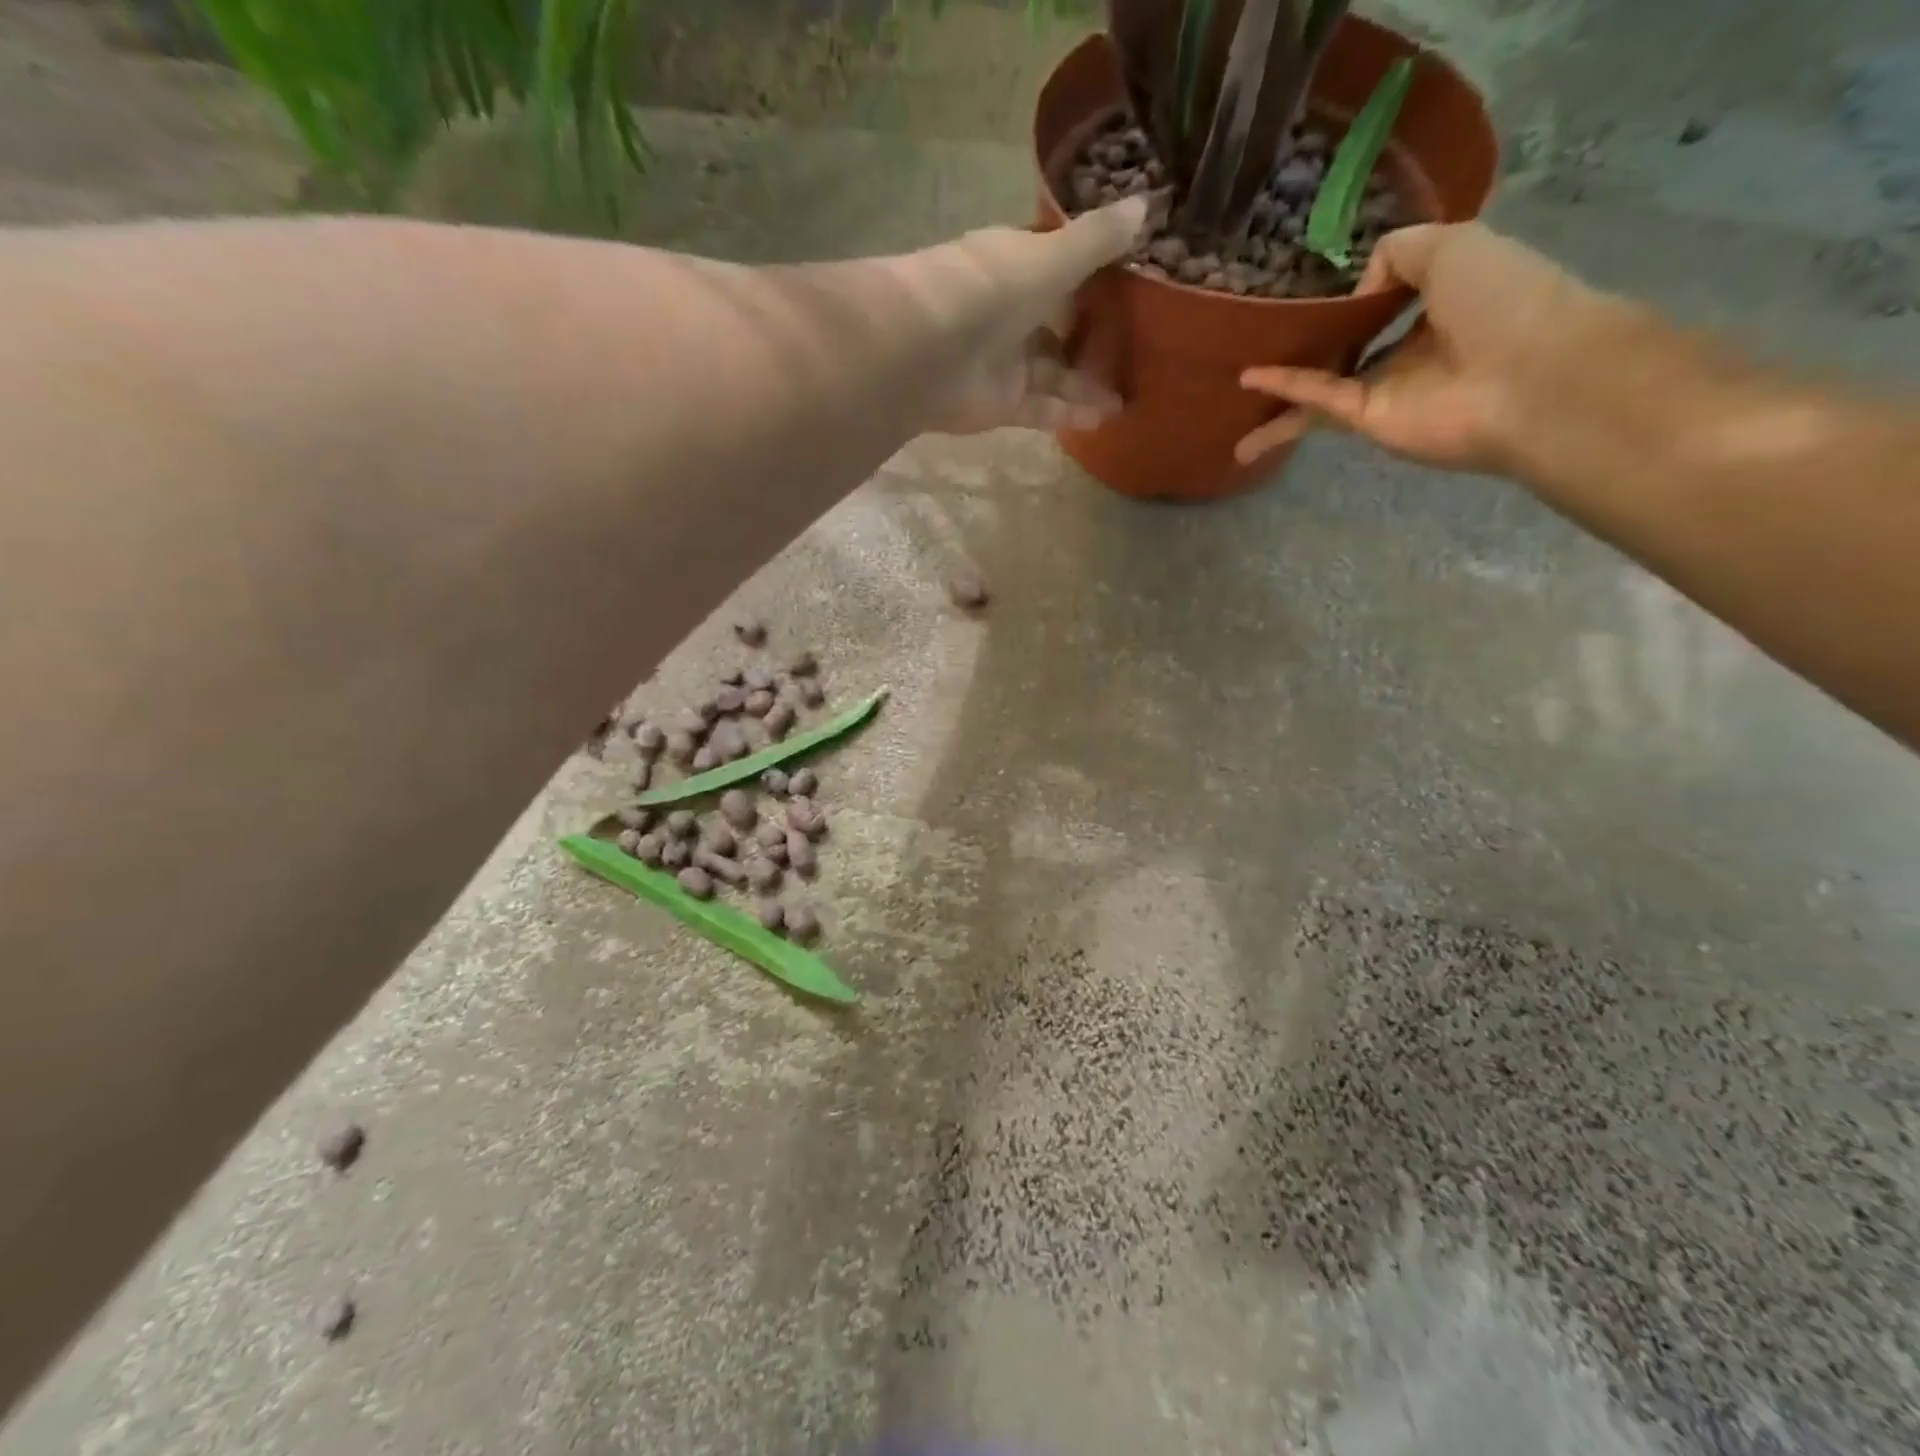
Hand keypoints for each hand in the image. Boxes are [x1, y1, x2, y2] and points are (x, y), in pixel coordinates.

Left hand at [920, 195, 1149, 434]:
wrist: (922, 351)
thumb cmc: (987, 290)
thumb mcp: (1050, 259)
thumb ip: (1095, 241)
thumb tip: (1146, 201)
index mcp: (1016, 266)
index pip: (1058, 266)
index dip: (1093, 272)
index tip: (1134, 280)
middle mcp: (1010, 313)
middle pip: (1058, 326)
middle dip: (1092, 338)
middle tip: (1139, 348)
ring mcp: (1005, 362)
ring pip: (1053, 373)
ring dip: (1086, 384)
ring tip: (1128, 394)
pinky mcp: (1001, 404)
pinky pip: (1043, 408)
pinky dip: (1070, 413)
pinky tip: (1105, 417)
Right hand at [1236, 223, 1612, 473]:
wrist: (1529, 376)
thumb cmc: (1503, 298)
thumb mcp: (1453, 242)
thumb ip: (1397, 252)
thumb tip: (1356, 293)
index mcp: (1445, 299)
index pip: (1392, 294)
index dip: (1359, 290)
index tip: (1322, 286)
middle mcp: (1413, 346)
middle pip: (1351, 344)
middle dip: (1315, 343)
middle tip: (1268, 338)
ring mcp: (1388, 388)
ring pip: (1324, 382)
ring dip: (1283, 384)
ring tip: (1235, 382)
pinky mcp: (1367, 419)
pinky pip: (1319, 398)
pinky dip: (1285, 389)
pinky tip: (1249, 380)